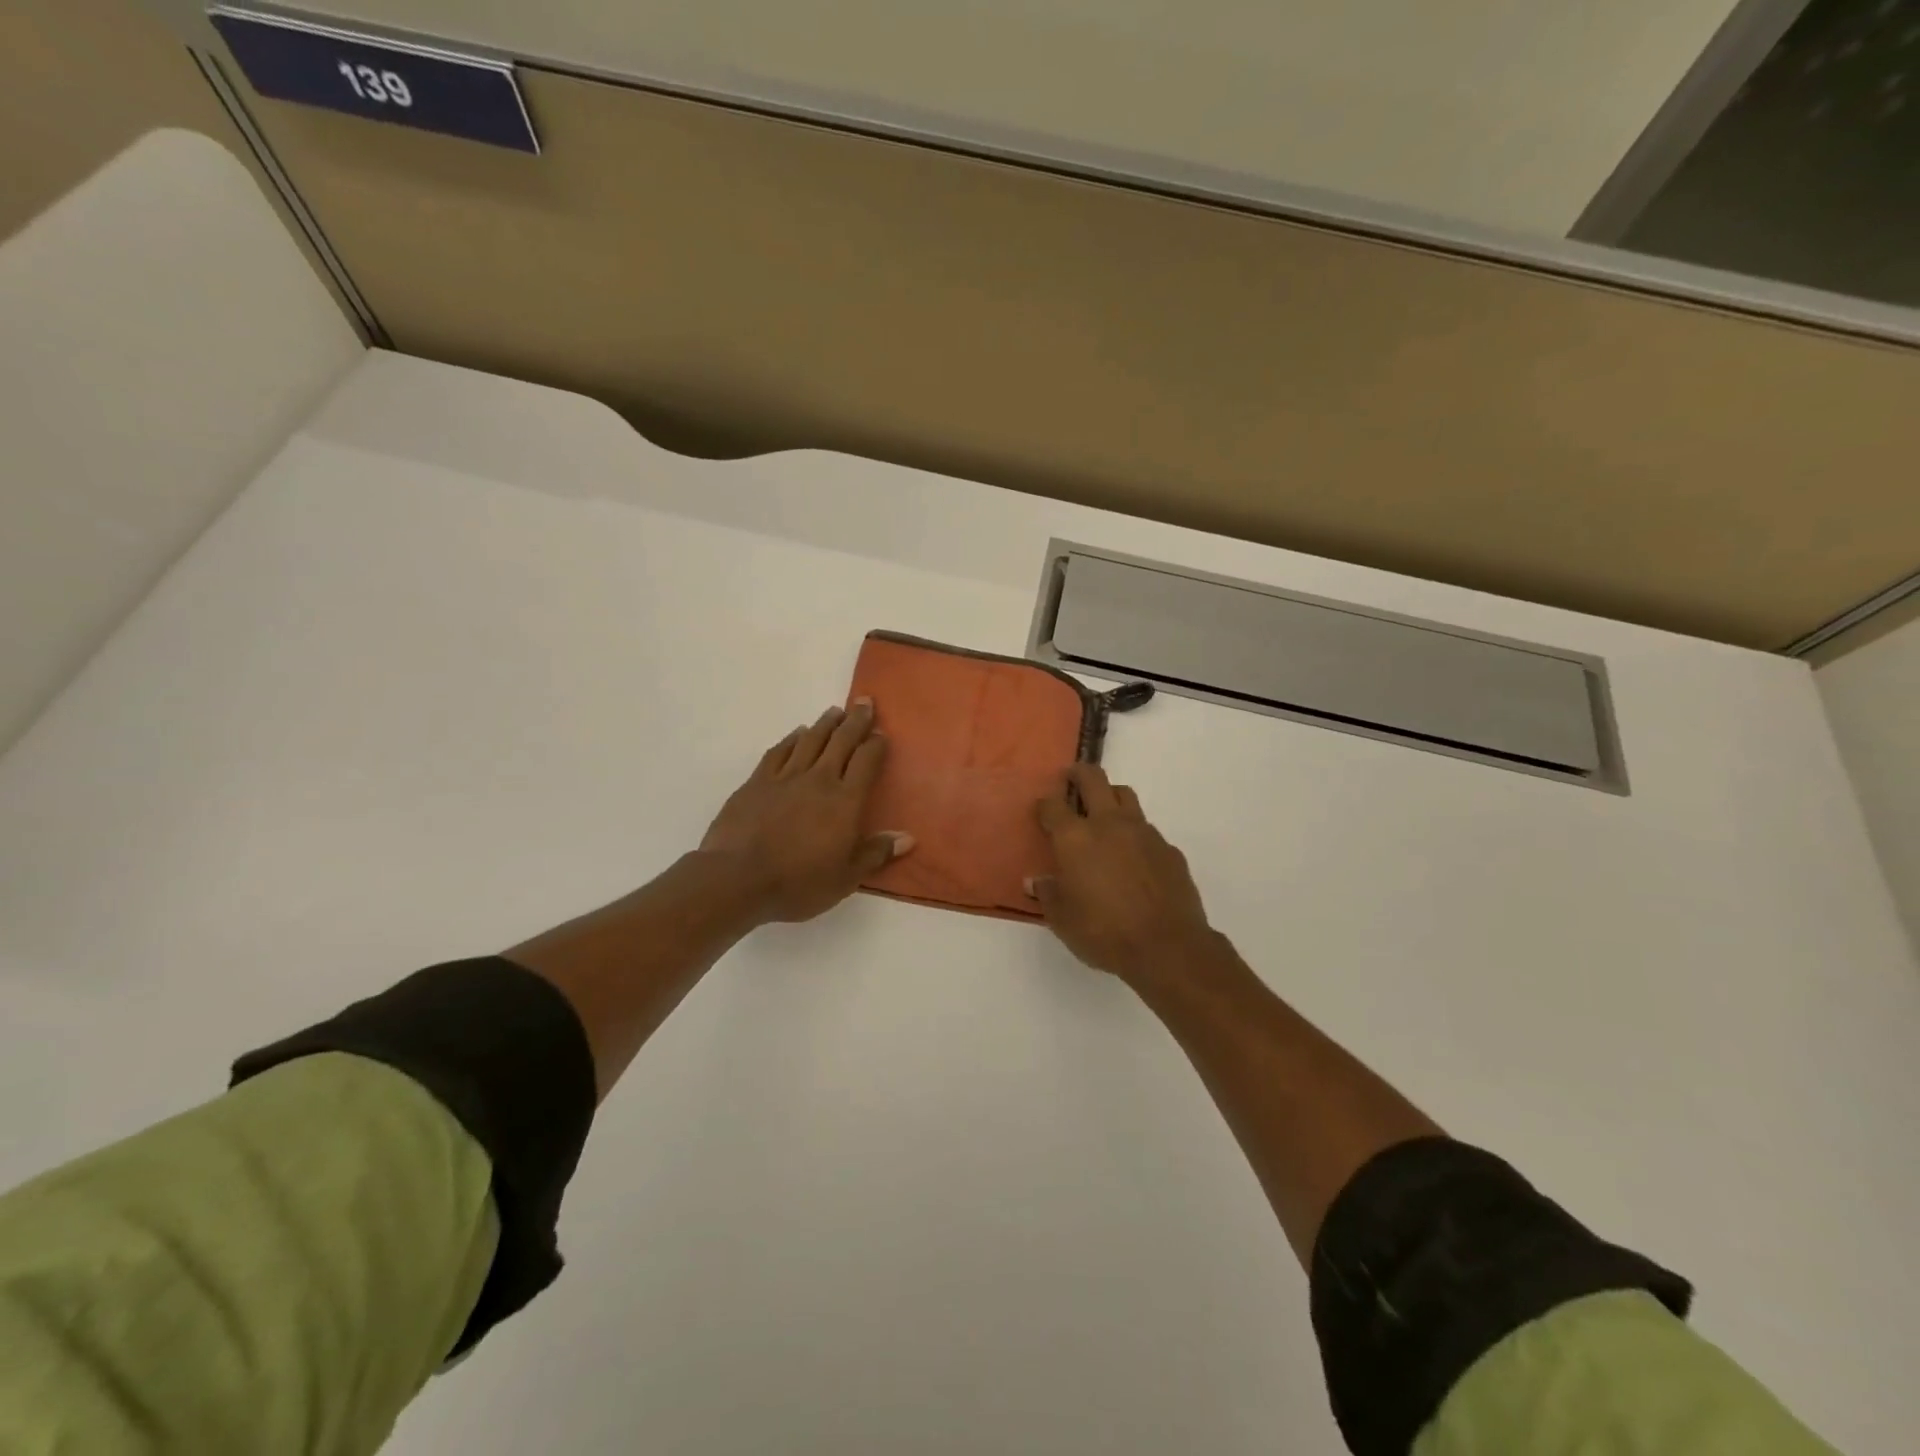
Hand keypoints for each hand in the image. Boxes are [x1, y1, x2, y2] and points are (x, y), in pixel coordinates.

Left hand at [699, 699, 912, 922]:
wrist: (737, 878)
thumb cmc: (798, 882)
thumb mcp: (845, 878)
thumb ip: (875, 854)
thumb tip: (907, 838)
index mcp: (845, 801)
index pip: (867, 761)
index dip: (876, 745)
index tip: (881, 734)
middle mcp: (819, 780)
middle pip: (841, 741)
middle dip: (855, 721)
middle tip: (864, 703)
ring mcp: (785, 777)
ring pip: (810, 740)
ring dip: (825, 723)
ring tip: (835, 711)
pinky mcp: (757, 782)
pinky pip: (779, 752)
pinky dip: (791, 739)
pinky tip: (797, 734)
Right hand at [1029, 764, 1214, 982]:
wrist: (1167, 947)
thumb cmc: (1104, 932)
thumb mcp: (1063, 920)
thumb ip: (1048, 894)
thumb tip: (1036, 881)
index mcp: (1075, 838)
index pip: (1053, 806)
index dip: (1044, 804)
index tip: (1042, 810)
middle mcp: (1109, 824)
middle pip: (1094, 779)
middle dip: (1079, 774)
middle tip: (1071, 779)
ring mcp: (1143, 833)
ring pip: (1125, 796)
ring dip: (1111, 797)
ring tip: (1104, 814)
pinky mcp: (1169, 849)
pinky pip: (1148, 830)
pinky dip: (1136, 835)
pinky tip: (1134, 859)